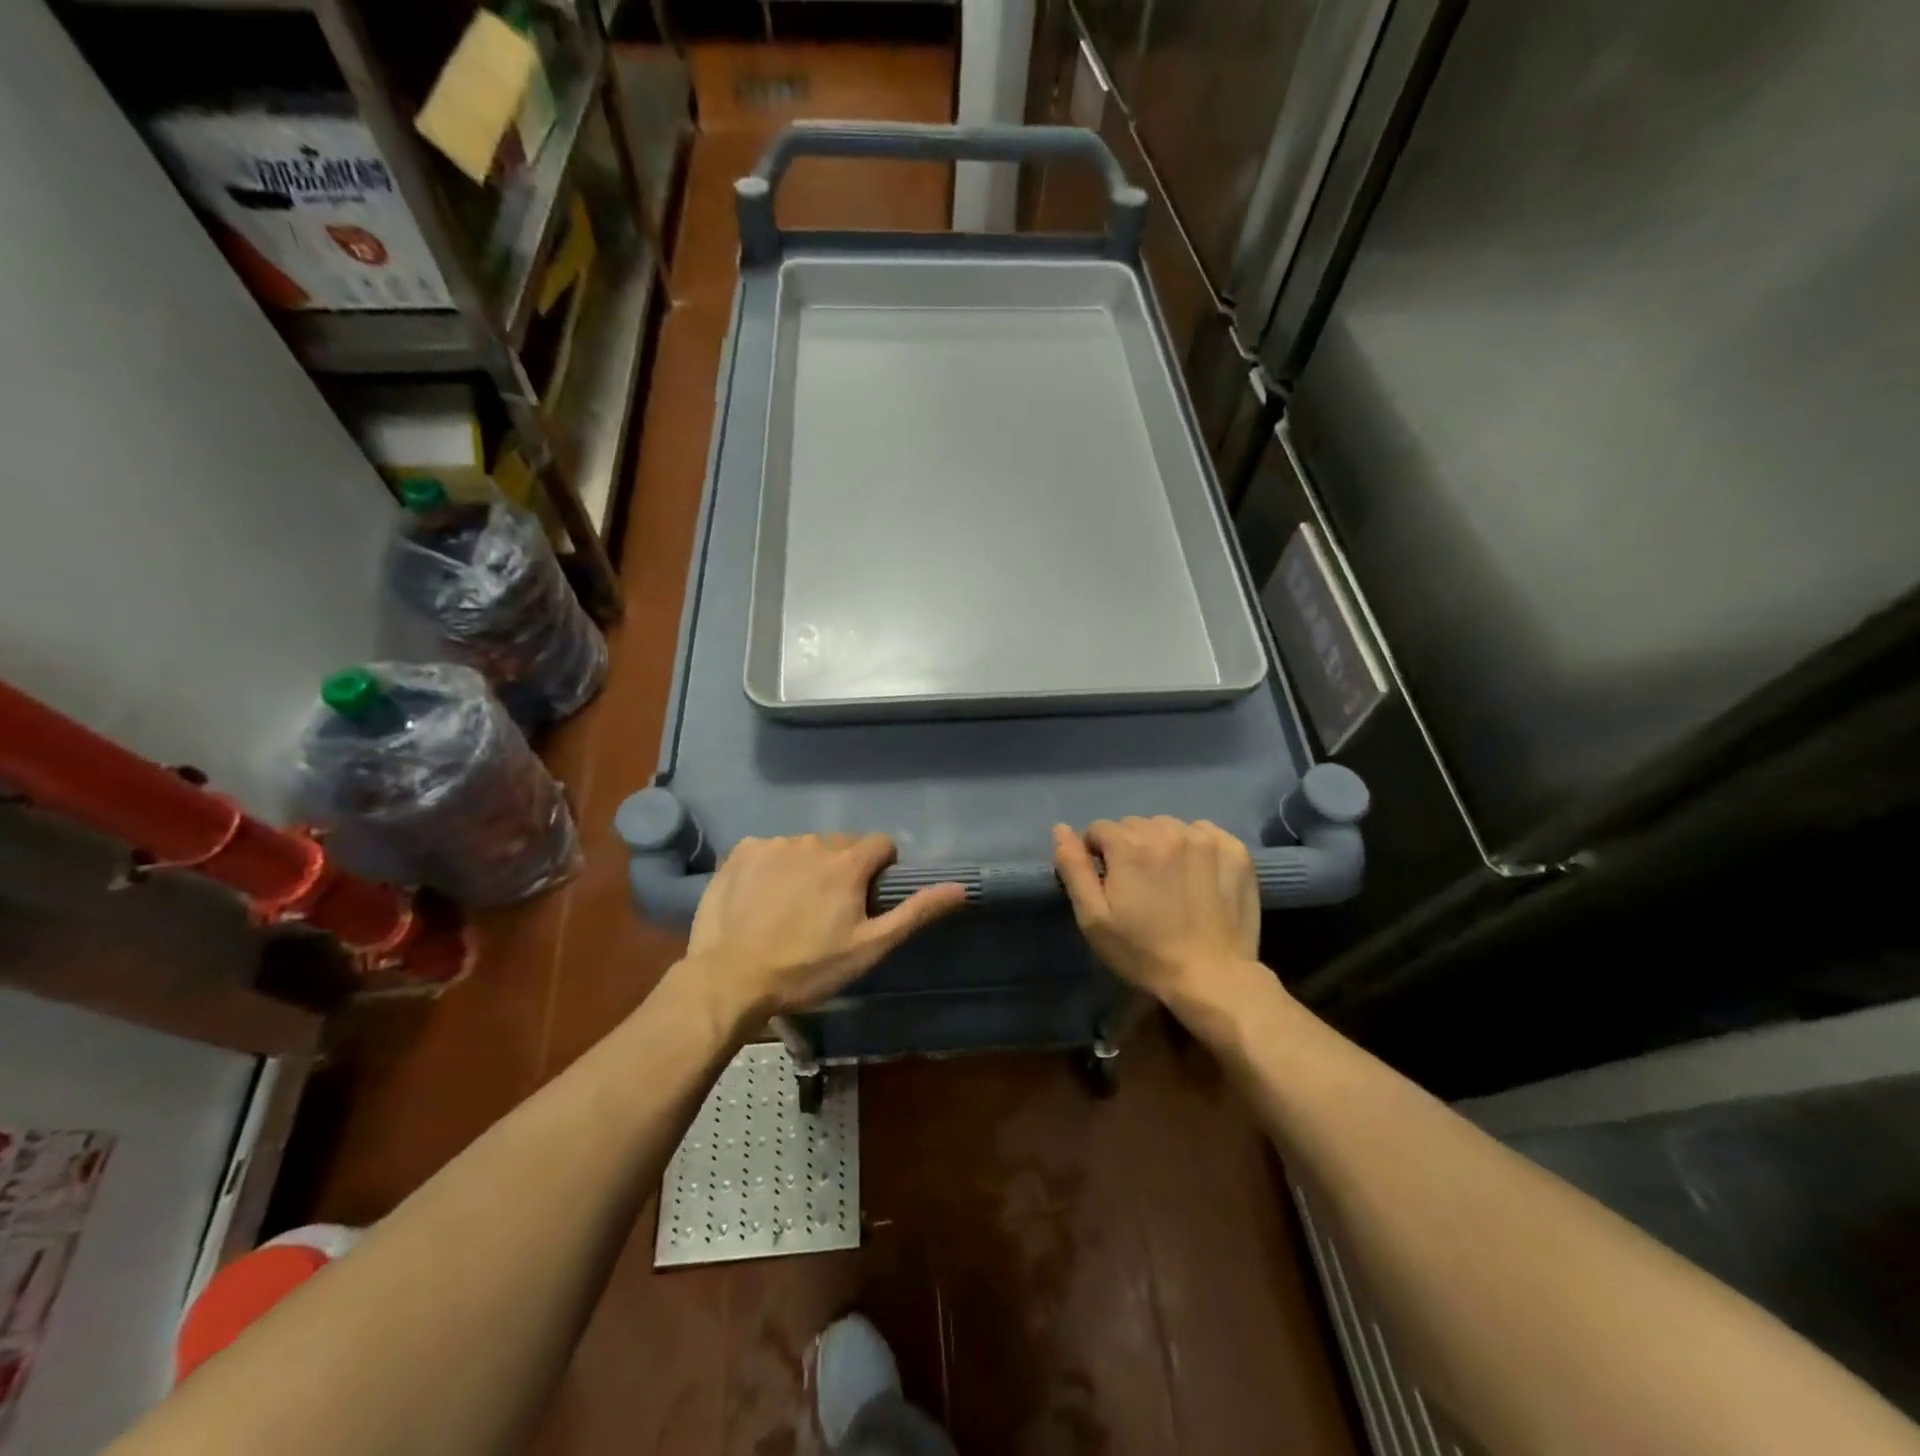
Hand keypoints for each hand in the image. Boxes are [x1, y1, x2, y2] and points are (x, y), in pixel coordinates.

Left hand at [687, 834, 966, 1015]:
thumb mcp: (869, 948)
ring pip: (806, 847)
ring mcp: (774, 843)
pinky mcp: (741, 851)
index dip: (881, 870)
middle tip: (829, 911)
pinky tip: (762, 900)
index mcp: (847, 862)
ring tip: (791, 909)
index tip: (867, 900)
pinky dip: (773, 867)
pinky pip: (770, 850)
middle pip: (842, 845)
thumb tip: (960, 887)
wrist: (729, 979)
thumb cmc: (807, 968)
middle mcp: (813, 842)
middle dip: (843, 870)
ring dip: (808, 868)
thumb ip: (915, 913)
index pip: (881, 845)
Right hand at [1052, 817, 1259, 999]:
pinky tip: (1197, 876)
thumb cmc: (1144, 952)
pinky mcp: (1234, 850)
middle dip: (1129, 849)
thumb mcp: (1094, 918)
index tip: (1109, 885)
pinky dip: (1195, 847)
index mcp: (1129, 845)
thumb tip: (1061, 830)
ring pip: (1168, 827)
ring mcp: (1204, 838)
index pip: (1100, 830)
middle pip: (1135, 826)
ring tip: (1169, 882)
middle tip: (1139, 887)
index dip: (1098, 856)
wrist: (1212, 978)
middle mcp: (1167, 830)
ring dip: (1162, 845)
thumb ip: (1073, 868)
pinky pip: (1203, 833)